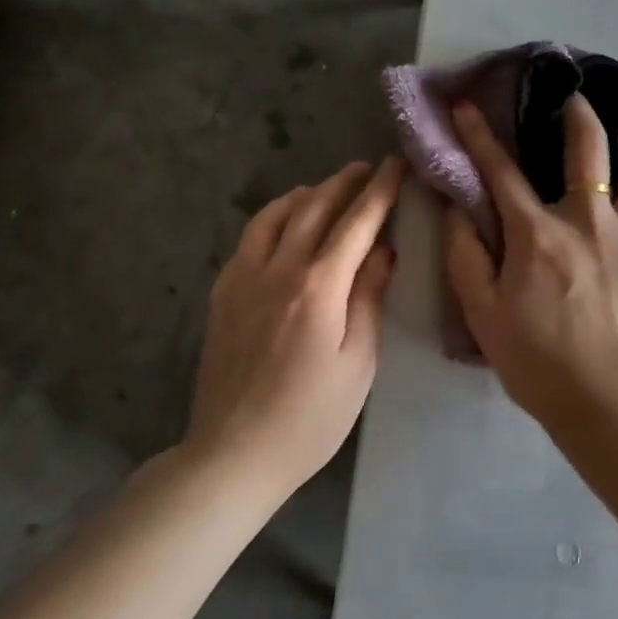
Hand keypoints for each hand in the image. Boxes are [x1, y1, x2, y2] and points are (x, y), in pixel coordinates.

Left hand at [187, 158, 403, 490]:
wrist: (234, 453)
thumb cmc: (311, 417)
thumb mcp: (358, 363)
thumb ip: (369, 299)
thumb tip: (382, 250)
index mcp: (318, 287)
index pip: (356, 223)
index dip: (379, 190)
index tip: (395, 165)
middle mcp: (278, 270)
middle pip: (313, 208)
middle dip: (343, 183)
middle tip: (365, 168)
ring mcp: (243, 279)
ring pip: (275, 215)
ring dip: (305, 194)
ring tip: (326, 188)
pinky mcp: (222, 294)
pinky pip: (250, 238)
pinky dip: (273, 217)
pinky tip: (284, 224)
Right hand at [443, 97, 617, 429]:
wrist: (608, 403)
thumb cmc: (538, 362)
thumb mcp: (482, 314)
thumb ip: (465, 255)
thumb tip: (458, 209)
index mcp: (538, 234)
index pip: (501, 170)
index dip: (479, 134)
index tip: (468, 107)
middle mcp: (592, 221)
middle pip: (589, 145)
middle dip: (577, 114)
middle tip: (573, 107)